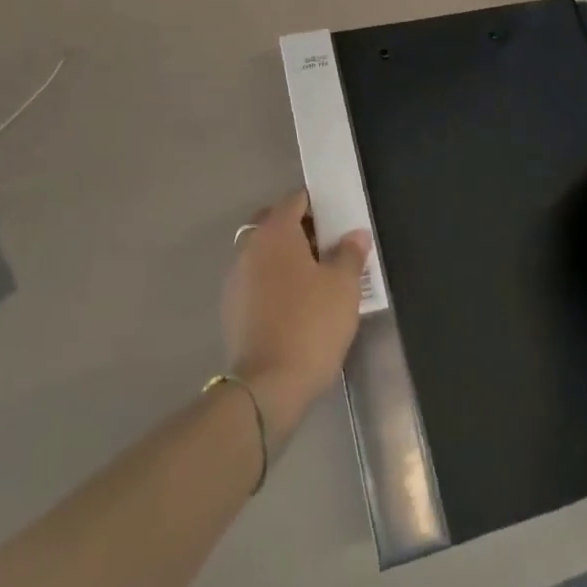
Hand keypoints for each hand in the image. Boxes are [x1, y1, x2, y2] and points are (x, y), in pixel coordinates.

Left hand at [221, 191, 369, 438]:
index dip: (319, 204)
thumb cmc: (310, 324)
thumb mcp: (343, 286)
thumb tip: (355, 235)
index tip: (339, 218)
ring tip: (317, 278)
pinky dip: (274, 282)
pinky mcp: (232, 309)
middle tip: (329, 246)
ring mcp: (236, 279)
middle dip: (300, 229)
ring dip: (286, 257)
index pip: (295, 199)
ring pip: (264, 253)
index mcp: (275, 232)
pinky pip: (257, 280)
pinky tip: (296, 304)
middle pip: (275, 223)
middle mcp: (249, 247)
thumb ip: (350, 253)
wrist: (267, 387)